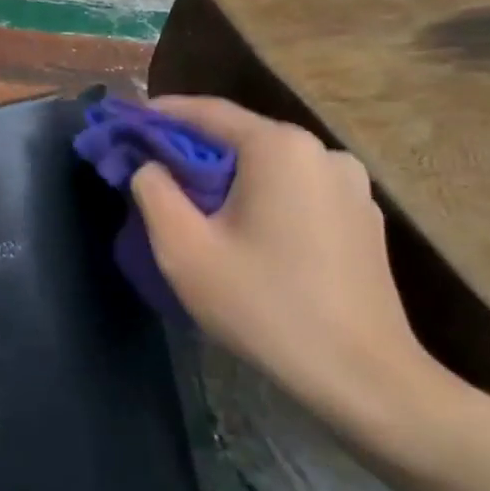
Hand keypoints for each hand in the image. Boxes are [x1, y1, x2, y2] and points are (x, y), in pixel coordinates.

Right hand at [130, 96, 452, 437]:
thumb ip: (153, 192)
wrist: (363, 378)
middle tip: (152, 170)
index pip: (206, 112)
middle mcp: (322, 153)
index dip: (159, 115)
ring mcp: (351, 186)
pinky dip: (261, 197)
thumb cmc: (264, 306)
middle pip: (240, 137)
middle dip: (191, 150)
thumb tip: (150, 166)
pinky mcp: (363, 218)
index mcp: (280, 148)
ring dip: (228, 176)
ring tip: (195, 204)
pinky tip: (245, 231)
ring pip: (269, 166)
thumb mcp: (184, 249)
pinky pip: (297, 191)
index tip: (125, 123)